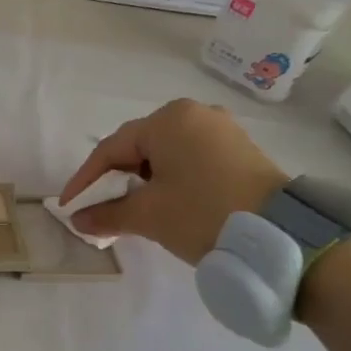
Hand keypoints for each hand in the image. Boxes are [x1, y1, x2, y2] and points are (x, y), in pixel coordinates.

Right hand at [57, 99, 286, 264]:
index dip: (85, 180)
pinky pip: (191, 160)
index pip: (112, 149)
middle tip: (98, 207)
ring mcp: (222, 131)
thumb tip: (77, 219)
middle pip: (139, 148)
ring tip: (131, 210)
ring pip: (166, 155)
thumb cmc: (203, 213)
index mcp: (168, 120)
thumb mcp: (148, 216)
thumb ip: (107, 214)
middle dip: (115, 179)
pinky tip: (166, 203)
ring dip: (143, 182)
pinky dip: (171, 180)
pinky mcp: (240, 151)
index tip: (68, 206)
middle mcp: (195, 114)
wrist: (282, 236)